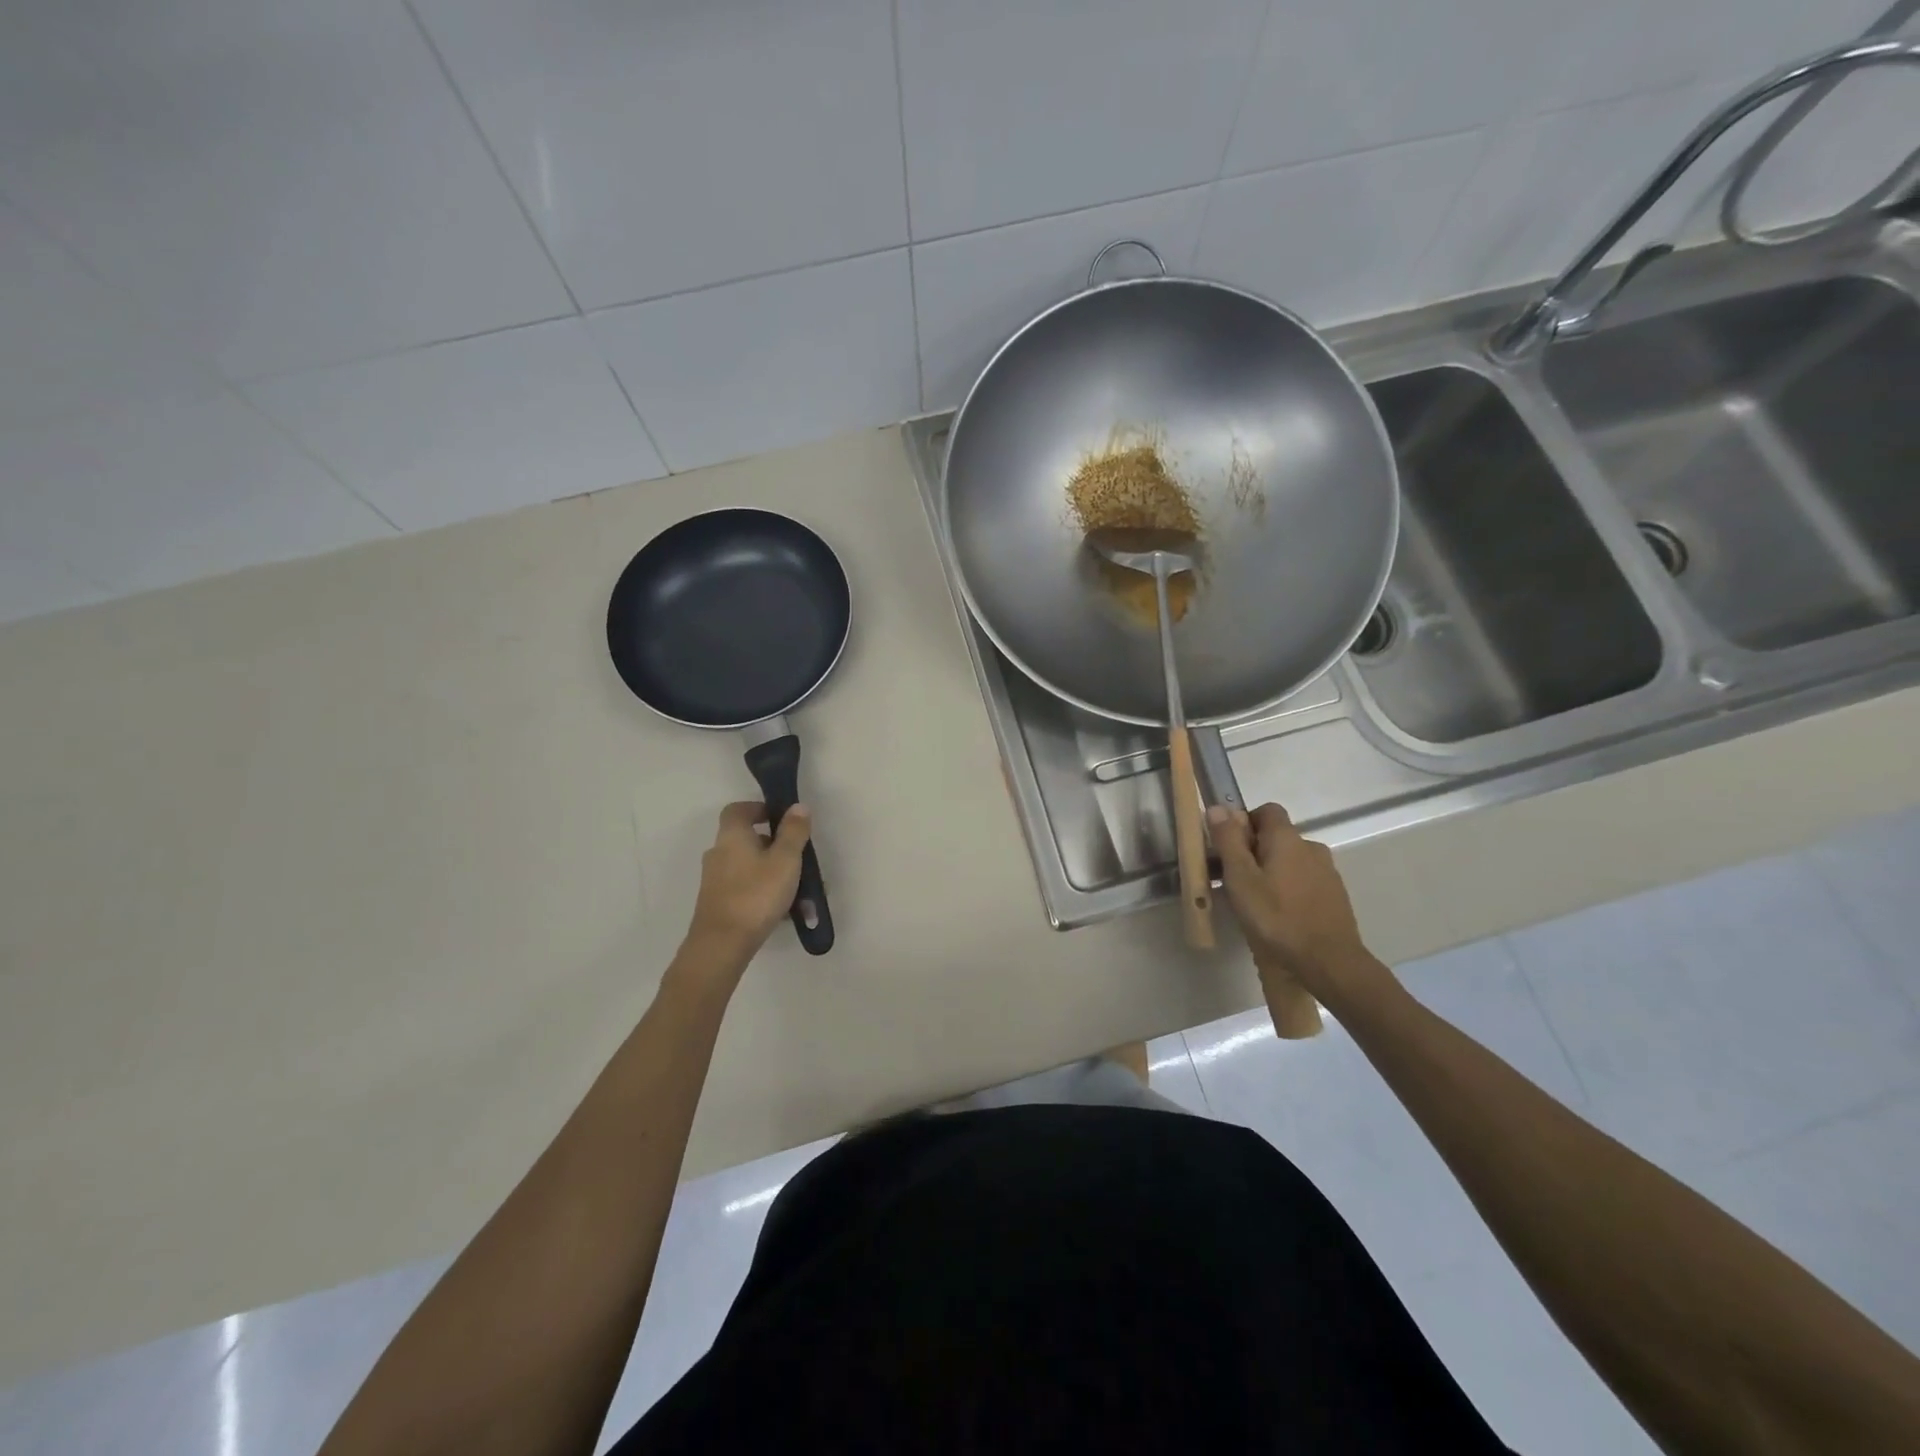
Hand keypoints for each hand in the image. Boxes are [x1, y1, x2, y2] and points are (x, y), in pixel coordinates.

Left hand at [685, 801, 810, 964]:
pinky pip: (744, 888)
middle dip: (773, 845)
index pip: (738, 809)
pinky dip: (763, 891)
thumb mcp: (785, 859)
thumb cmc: (756, 894)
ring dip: (771, 872)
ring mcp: (715, 880)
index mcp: (732, 836)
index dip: (758, 808)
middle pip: (745, 839)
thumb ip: (794, 832)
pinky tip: (783, 911)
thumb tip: (797, 806)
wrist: (722, 945)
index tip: (780, 818)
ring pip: (748, 866)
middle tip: (797, 857)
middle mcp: (718, 853)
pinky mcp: (717, 903)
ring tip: (798, 891)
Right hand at [1207, 802, 1376, 998]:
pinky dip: (1288, 890)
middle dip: (1253, 852)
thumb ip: (1228, 841)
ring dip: (1271, 873)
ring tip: (1254, 903)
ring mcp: (1327, 873)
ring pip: (1290, 862)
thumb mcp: (1240, 879)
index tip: (1228, 849)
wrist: (1328, 963)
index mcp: (1287, 838)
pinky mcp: (1334, 897)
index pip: (1266, 811)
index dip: (1244, 823)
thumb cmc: (1276, 918)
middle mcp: (1311, 847)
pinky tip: (1278, 916)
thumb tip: (1217, 807)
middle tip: (1234, 881)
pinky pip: (1304, 882)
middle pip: (1277, 838)